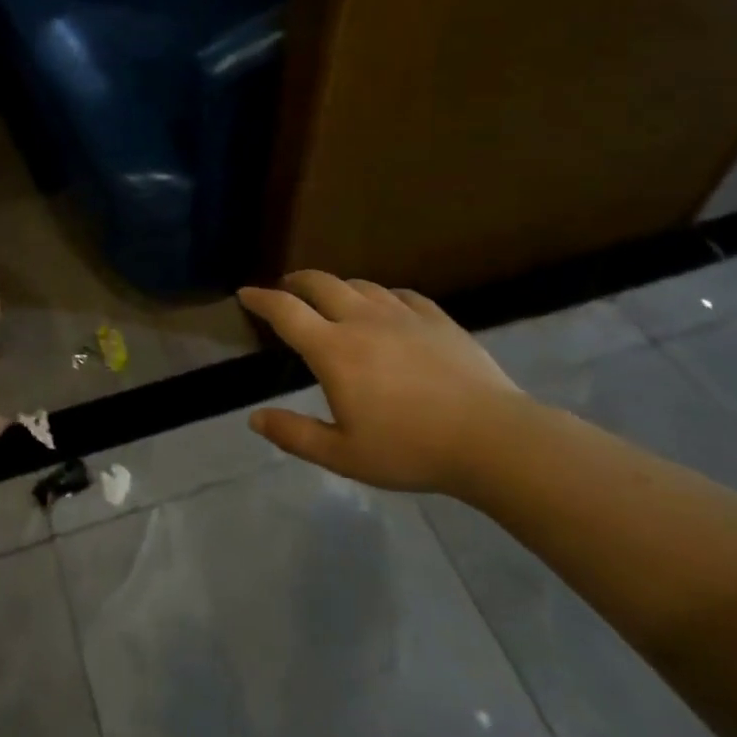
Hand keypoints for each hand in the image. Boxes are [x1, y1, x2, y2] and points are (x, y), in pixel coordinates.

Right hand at [239, 271, 538, 494]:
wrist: (491, 438)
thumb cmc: (410, 449)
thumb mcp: (343, 455)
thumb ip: (294, 434)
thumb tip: (254, 418)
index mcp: (334, 350)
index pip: (286, 312)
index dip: (261, 299)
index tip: (245, 293)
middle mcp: (363, 321)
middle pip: (321, 284)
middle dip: (297, 281)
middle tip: (287, 287)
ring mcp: (403, 315)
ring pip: (360, 285)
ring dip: (338, 287)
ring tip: (332, 298)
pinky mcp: (437, 319)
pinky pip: (400, 295)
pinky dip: (381, 296)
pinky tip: (386, 308)